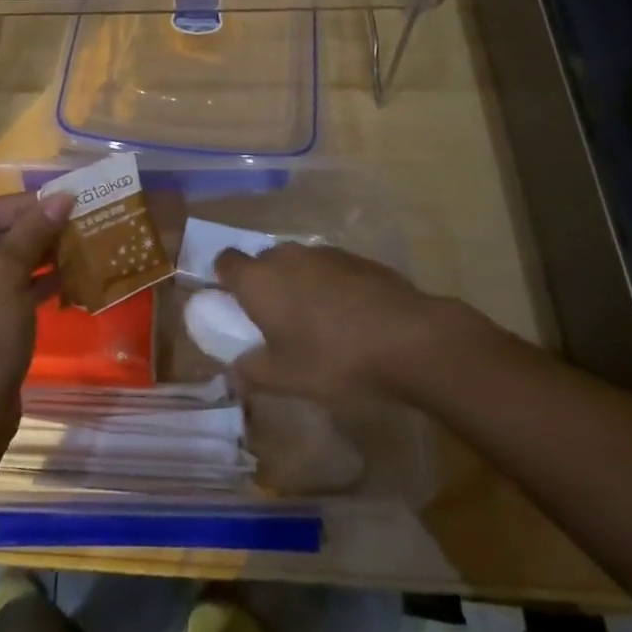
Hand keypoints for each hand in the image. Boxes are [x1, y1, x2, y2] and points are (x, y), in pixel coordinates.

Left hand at [0, 191, 71, 432]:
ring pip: (1, 265)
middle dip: (35, 230)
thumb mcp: (7, 272)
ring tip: (79, 246)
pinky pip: (4, 292)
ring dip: (38, 256)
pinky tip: (67, 278)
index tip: (66, 201)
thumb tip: (62, 196)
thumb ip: (34, 230)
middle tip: (77, 223)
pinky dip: (32, 284)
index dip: (26, 204)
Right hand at [214, 243, 456, 401]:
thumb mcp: (285, 378)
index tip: (234, 304)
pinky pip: (328, 268)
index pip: (225, 261)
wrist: (407, 337)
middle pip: (262, 261)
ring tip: (315, 321)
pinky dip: (329, 285)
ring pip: (297, 263)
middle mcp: (285, 256)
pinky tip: (348, 317)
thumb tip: (234, 371)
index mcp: (258, 279)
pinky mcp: (356, 257)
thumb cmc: (333, 357)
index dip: (225, 279)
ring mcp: (323, 253)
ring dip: (298, 284)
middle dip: (264, 284)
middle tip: (275, 320)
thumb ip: (251, 372)